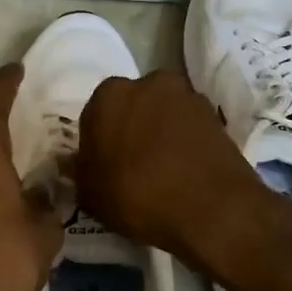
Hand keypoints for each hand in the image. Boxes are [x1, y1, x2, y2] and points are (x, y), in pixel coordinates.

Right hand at [75, 71, 283, 275]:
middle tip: (132, 166)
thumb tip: (76, 162)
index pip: (95, 114)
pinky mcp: (215, 114)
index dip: (98, 142)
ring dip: (160, 133)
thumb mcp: (91, 194)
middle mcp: (148, 82)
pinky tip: (185, 172)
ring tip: (163, 171)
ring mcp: (186, 95)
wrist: (212, 208)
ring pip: (162, 114)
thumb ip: (79, 171)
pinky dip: (185, 142)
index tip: (103, 167)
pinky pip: (189, 127)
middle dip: (131, 129)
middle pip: (132, 106)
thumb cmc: (138, 194)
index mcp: (109, 94)